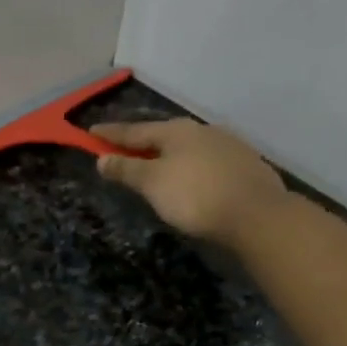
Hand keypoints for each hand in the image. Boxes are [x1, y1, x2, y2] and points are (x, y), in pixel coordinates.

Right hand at [91, 117, 288, 249]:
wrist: (256, 214)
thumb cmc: (195, 196)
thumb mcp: (153, 184)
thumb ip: (127, 169)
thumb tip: (102, 158)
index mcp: (176, 131)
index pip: (135, 131)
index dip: (111, 134)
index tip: (91, 131)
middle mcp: (202, 131)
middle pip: (163, 135)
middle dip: (142, 142)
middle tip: (124, 148)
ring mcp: (227, 146)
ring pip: (188, 147)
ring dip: (169, 155)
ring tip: (156, 165)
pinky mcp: (244, 165)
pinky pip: (206, 161)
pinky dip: (191, 167)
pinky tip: (192, 178)